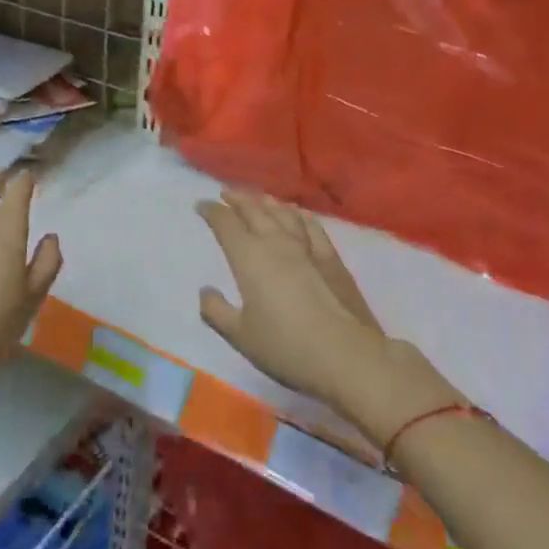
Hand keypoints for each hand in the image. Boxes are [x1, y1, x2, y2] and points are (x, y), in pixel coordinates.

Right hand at [195, 189, 460, 443]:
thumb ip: (217, 311)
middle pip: (254, 210)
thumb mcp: (240, 336)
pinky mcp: (331, 257)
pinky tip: (297, 213)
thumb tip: (206, 291)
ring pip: (282, 213)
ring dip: (266, 202)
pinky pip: (312, 225)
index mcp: (249, 257)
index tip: (202, 205)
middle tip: (226, 193)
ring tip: (257, 198)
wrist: (346, 354)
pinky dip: (299, 215)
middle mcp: (276, 242)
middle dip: (237, 199)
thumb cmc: (286, 347)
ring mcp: (307, 246)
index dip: (212, 211)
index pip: (225, 224)